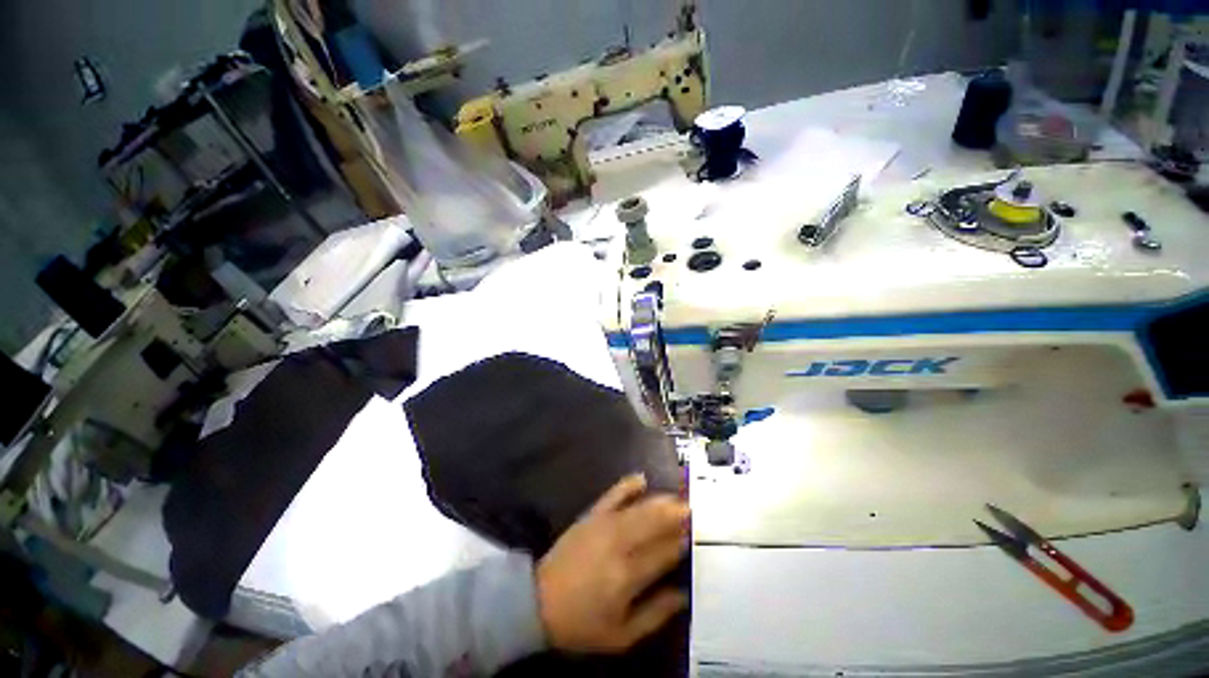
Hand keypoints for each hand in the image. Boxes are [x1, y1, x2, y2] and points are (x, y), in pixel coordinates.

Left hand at [535, 474, 689, 653]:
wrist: (539, 601)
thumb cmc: (583, 623)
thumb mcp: (622, 635)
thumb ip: (656, 614)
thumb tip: (684, 594)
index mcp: (629, 576)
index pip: (666, 552)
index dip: (684, 542)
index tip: (697, 537)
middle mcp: (620, 544)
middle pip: (656, 523)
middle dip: (678, 514)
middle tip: (695, 510)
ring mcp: (604, 525)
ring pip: (640, 507)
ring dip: (662, 501)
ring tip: (680, 497)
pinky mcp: (591, 515)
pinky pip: (613, 494)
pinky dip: (628, 485)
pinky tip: (642, 478)